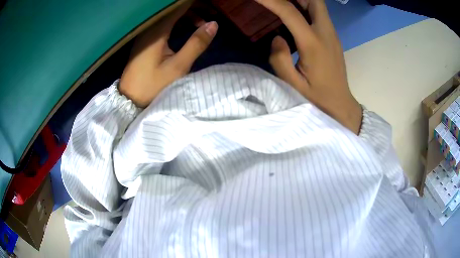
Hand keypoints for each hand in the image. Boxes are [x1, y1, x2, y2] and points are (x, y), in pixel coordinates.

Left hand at [119, 4, 217, 107]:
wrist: (129, 100)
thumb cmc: (153, 85)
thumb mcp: (178, 66)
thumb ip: (196, 43)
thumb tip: (214, 24)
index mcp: (157, 32)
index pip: (178, 7)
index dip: (195, 4)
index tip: (210, 6)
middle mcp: (149, 29)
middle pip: (173, 10)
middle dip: (194, 9)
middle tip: (211, 14)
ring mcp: (145, 35)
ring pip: (168, 17)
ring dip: (186, 17)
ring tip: (201, 25)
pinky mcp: (144, 42)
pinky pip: (163, 25)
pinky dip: (177, 24)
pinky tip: (186, 30)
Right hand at [256, 0, 361, 133]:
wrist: (340, 104)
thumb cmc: (316, 98)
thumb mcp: (292, 84)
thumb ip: (279, 59)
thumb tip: (277, 38)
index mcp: (313, 44)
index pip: (290, 12)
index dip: (271, 0)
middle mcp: (325, 33)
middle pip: (315, 0)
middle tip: (278, 1)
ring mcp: (332, 34)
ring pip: (318, 5)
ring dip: (302, 0)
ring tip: (284, 3)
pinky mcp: (333, 38)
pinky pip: (320, 15)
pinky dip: (307, 8)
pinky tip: (296, 14)